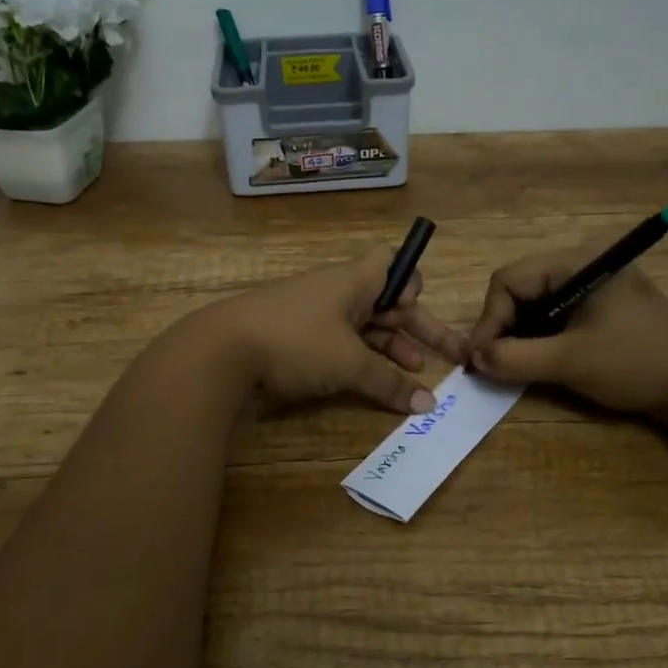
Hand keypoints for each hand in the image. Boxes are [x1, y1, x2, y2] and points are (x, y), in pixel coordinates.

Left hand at [197, 249, 468, 413]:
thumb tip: (427, 405)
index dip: (411, 282)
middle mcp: (337, 291)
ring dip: (390, 349)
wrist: (222, 350)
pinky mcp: (296, 338)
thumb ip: (390, 383)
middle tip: (446, 358)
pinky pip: (341, 344)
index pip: (393, 262)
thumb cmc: (296, 341)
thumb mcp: (349, 363)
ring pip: (364, 327)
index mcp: (354, 280)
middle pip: (386, 302)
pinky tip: (374, 385)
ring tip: (413, 378)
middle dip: (415, 329)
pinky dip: (361, 361)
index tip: (414, 310)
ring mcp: (315, 315)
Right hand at [464, 239, 667, 417]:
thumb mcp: (571, 361)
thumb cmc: (638, 362)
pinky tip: (534, 363)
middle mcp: (581, 265)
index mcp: (576, 262)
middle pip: (519, 290)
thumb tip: (473, 359)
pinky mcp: (601, 310)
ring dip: (519, 336)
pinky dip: (540, 339)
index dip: (488, 319)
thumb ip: (515, 358)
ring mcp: (593, 288)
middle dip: (501, 327)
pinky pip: (556, 318)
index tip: (478, 358)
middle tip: (489, 364)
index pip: (508, 280)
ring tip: (508, 366)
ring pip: (536, 306)